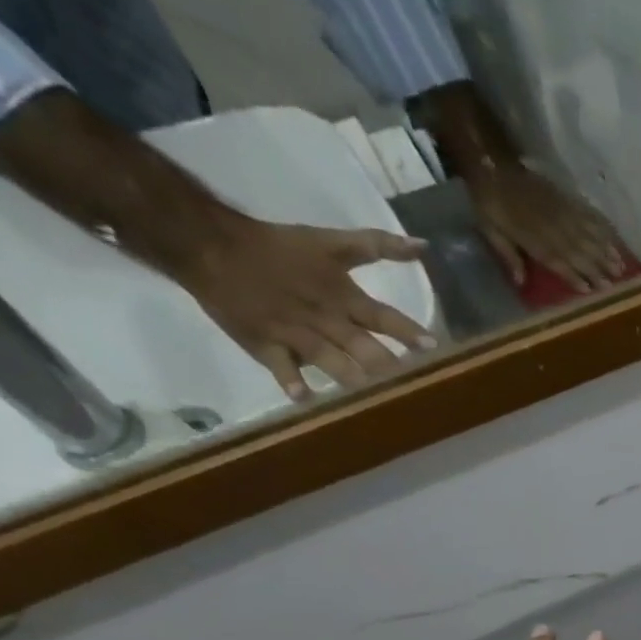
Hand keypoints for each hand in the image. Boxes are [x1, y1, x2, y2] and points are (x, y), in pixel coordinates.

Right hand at [168, 216, 435, 399]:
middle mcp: (324, 318)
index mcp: (341, 296)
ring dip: (348, 375)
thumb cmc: (279, 247)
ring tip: (368, 393)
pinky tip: (304, 397)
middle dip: (384, 364)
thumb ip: (378, 246)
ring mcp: (295, 332)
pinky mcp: (266, 344)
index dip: (407, 331)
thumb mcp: (330, 242)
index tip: (431, 346)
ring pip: (328, 358)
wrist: (209, 243)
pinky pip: (280, 365)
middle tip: (407, 381)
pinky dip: (290, 379)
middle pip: (360, 344)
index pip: (382, 316)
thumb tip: (423, 245)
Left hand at [470, 161, 629, 292]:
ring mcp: (561, 213)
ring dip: (606, 251)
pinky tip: (613, 237)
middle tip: (616, 283)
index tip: (593, 290)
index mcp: (534, 241)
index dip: (577, 277)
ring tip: (621, 266)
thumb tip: (520, 282)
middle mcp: (553, 229)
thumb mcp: (491, 231)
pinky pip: (588, 214)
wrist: (491, 163)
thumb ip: (508, 256)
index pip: (561, 263)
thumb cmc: (489, 204)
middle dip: (599, 268)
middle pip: (580, 252)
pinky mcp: (565, 199)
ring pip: (589, 236)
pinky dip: (602, 227)